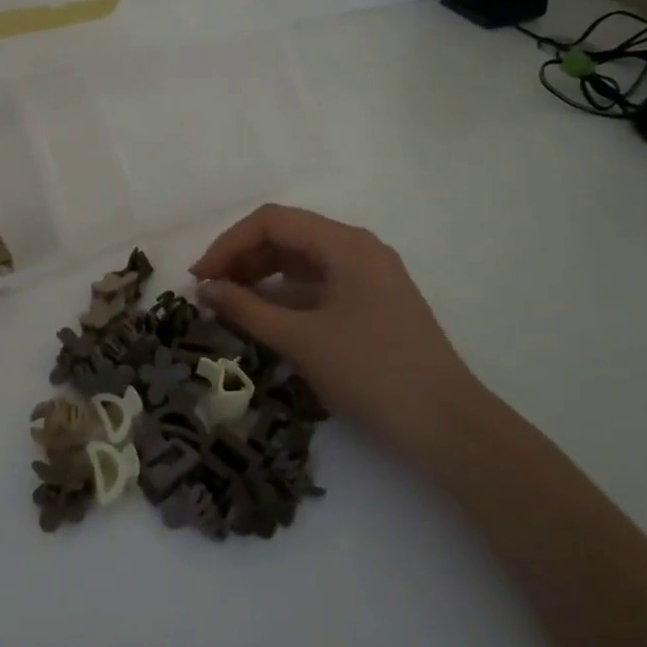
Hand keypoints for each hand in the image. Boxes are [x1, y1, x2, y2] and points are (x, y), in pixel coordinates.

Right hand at [190, 204, 482, 465]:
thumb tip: (205, 289)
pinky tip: (267, 312)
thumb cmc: (370, 372)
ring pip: (303, 258)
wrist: (446, 425)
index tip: (200, 278)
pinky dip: (287, 290)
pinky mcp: (374, 300)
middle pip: (288, 234)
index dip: (229, 243)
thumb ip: (246, 309)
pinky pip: (320, 280)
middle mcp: (359, 248)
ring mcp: (370, 274)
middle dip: (243, 257)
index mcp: (345, 244)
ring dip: (263, 273)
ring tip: (230, 301)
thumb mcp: (300, 340)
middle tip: (210, 290)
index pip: (272, 221)